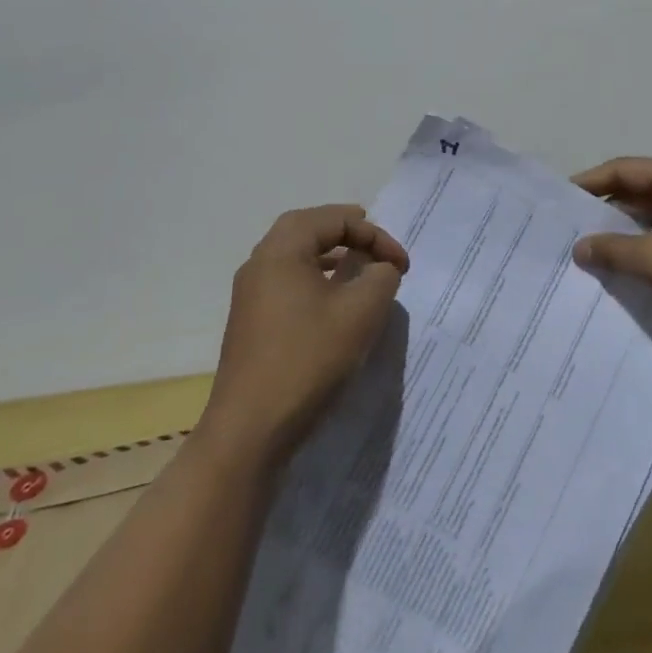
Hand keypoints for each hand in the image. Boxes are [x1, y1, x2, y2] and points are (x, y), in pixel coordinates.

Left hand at [204, 205, 407, 460]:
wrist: (249, 432)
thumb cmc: (308, 359)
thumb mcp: (361, 312)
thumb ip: (381, 277)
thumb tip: (380, 268)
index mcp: (282, 250)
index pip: (335, 220)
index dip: (375, 235)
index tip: (402, 266)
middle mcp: (260, 264)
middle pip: (307, 228)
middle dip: (345, 230)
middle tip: (373, 239)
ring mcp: (251, 295)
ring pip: (295, 256)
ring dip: (330, 254)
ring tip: (360, 266)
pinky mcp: (252, 323)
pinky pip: (288, 282)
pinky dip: (316, 278)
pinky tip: (335, 302)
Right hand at [571, 158, 651, 345]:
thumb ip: (614, 250)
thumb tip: (578, 248)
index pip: (624, 170)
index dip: (589, 183)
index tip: (559, 202)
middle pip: (635, 191)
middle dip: (603, 212)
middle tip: (565, 231)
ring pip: (648, 217)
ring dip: (621, 234)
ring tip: (584, 253)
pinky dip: (641, 248)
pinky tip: (619, 269)